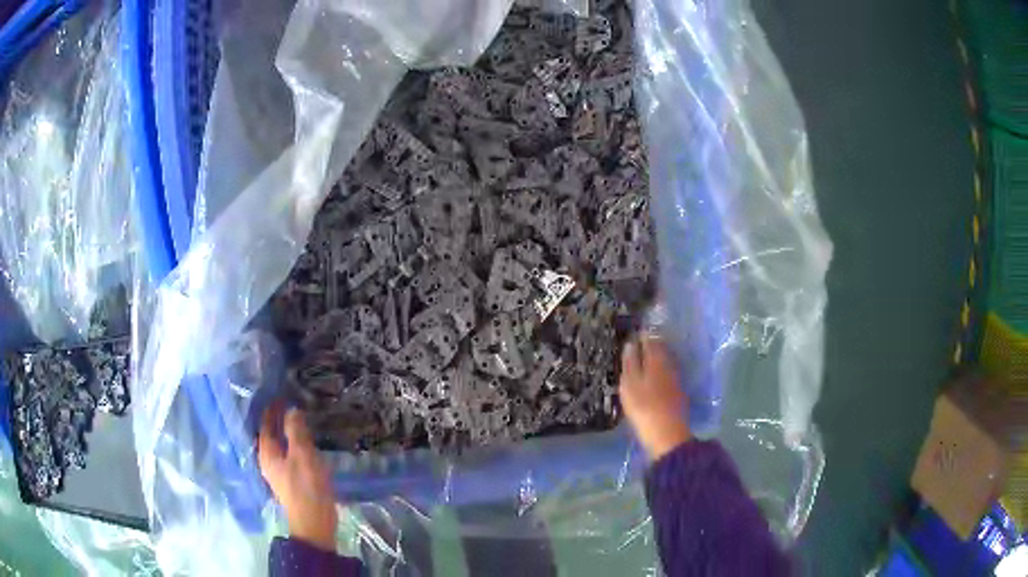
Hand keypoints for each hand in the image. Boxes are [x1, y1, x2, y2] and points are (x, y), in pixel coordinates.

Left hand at [258, 404, 337, 551]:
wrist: (314, 522)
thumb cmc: (306, 487)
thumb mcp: (303, 455)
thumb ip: (296, 431)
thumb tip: (292, 410)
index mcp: (267, 453)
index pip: (265, 425)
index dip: (272, 409)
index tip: (281, 395)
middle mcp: (268, 461)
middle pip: (271, 434)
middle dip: (278, 420)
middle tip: (292, 404)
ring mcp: (279, 472)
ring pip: (280, 445)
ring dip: (287, 432)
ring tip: (300, 420)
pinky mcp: (291, 480)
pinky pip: (289, 455)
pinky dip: (294, 444)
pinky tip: (306, 443)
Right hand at [619, 337, 690, 460]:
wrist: (667, 433)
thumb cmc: (644, 408)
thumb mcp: (630, 385)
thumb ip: (630, 363)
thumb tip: (631, 343)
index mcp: (656, 360)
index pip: (650, 340)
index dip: (642, 335)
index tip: (634, 332)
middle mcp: (669, 365)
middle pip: (661, 349)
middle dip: (651, 344)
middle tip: (639, 343)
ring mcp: (676, 379)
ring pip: (665, 361)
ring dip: (656, 357)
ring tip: (644, 359)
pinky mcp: (678, 392)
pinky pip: (668, 373)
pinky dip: (660, 370)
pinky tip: (654, 376)